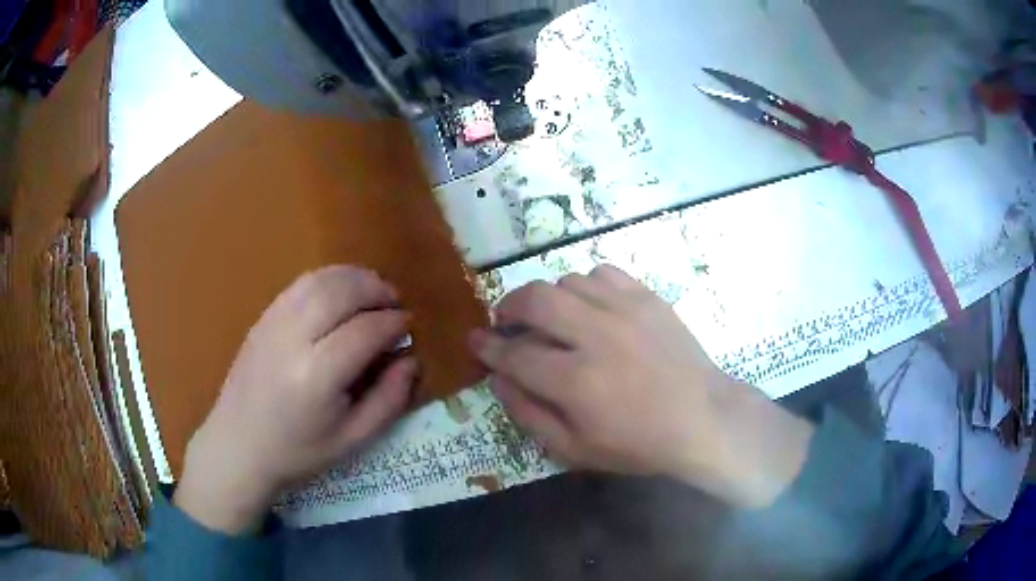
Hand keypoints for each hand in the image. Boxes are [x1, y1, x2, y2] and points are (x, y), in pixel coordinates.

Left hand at [175, 266, 416, 533]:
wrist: (238, 445)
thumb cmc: (297, 451)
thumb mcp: (353, 439)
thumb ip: (388, 400)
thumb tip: (410, 360)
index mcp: (317, 376)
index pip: (365, 330)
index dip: (394, 323)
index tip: (409, 327)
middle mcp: (293, 339)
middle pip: (342, 292)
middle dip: (376, 290)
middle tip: (395, 303)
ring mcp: (273, 322)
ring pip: (320, 279)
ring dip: (354, 278)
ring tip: (373, 292)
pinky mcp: (263, 318)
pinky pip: (300, 284)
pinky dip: (328, 279)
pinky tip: (340, 293)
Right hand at [470, 265, 814, 508]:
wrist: (702, 419)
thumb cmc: (637, 444)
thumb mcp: (574, 449)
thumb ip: (528, 414)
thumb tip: (498, 379)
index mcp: (575, 381)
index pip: (513, 353)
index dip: (487, 346)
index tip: (475, 340)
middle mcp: (596, 335)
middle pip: (534, 299)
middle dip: (509, 306)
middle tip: (506, 320)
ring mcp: (625, 310)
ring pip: (567, 281)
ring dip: (550, 299)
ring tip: (555, 320)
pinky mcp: (647, 297)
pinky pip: (602, 273)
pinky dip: (586, 287)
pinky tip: (591, 307)